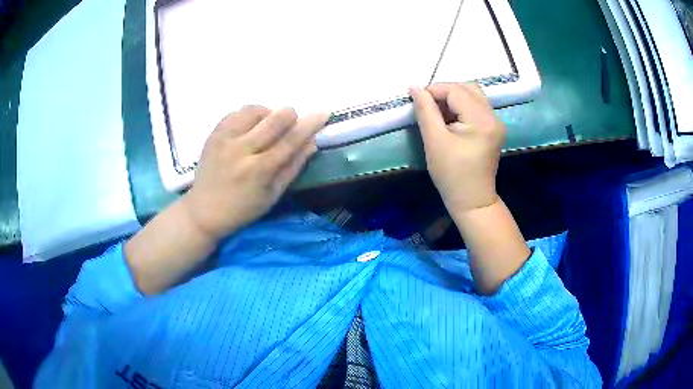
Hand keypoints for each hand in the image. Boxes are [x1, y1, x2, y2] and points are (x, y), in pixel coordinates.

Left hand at [181, 105, 327, 240]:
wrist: (204, 211)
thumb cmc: (243, 209)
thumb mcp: (273, 195)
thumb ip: (293, 167)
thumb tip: (312, 142)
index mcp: (259, 170)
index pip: (290, 140)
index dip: (309, 124)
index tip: (323, 112)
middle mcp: (241, 150)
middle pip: (274, 118)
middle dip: (289, 115)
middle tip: (289, 124)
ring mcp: (224, 139)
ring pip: (254, 109)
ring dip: (267, 115)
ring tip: (264, 129)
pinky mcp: (213, 134)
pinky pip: (236, 112)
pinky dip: (248, 116)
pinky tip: (248, 130)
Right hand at [410, 83, 503, 214]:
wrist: (472, 200)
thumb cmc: (451, 174)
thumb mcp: (434, 141)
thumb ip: (425, 110)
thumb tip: (415, 87)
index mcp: (481, 120)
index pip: (456, 90)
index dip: (434, 90)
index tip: (417, 100)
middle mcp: (493, 117)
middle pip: (467, 88)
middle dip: (444, 91)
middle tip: (427, 105)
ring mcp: (496, 123)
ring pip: (472, 95)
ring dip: (453, 98)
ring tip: (438, 112)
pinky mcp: (493, 129)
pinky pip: (476, 107)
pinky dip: (461, 107)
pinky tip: (450, 119)